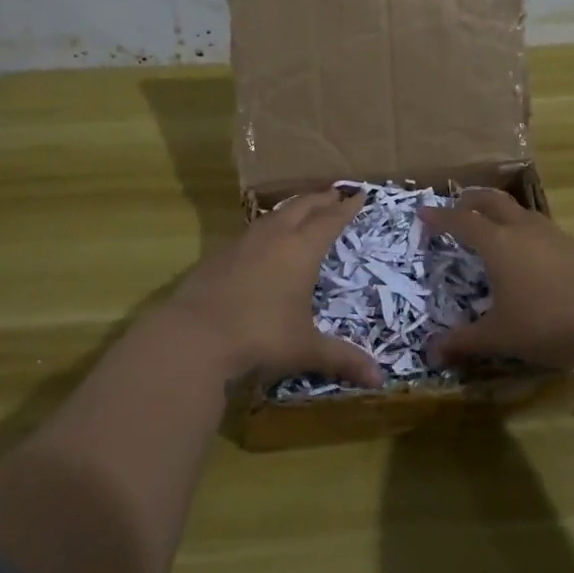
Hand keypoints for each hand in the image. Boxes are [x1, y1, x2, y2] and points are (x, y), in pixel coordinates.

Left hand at [166, 189, 384, 390]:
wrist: (194, 336)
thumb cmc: (260, 337)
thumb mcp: (305, 349)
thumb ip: (342, 359)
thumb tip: (379, 380)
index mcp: (301, 250)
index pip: (329, 220)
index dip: (346, 208)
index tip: (359, 195)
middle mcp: (274, 237)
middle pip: (302, 207)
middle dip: (321, 198)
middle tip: (335, 193)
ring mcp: (243, 242)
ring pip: (274, 214)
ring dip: (293, 208)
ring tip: (302, 208)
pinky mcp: (219, 253)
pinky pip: (252, 229)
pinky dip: (268, 226)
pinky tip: (264, 238)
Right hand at [420, 189, 573, 371]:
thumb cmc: (547, 324)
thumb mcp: (500, 336)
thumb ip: (465, 341)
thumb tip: (432, 353)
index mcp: (498, 243)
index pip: (461, 221)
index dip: (440, 217)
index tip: (423, 213)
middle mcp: (523, 229)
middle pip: (492, 201)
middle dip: (470, 200)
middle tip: (456, 207)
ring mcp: (552, 234)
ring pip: (519, 210)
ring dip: (499, 211)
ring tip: (491, 226)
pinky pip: (539, 226)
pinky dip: (522, 228)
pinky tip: (527, 251)